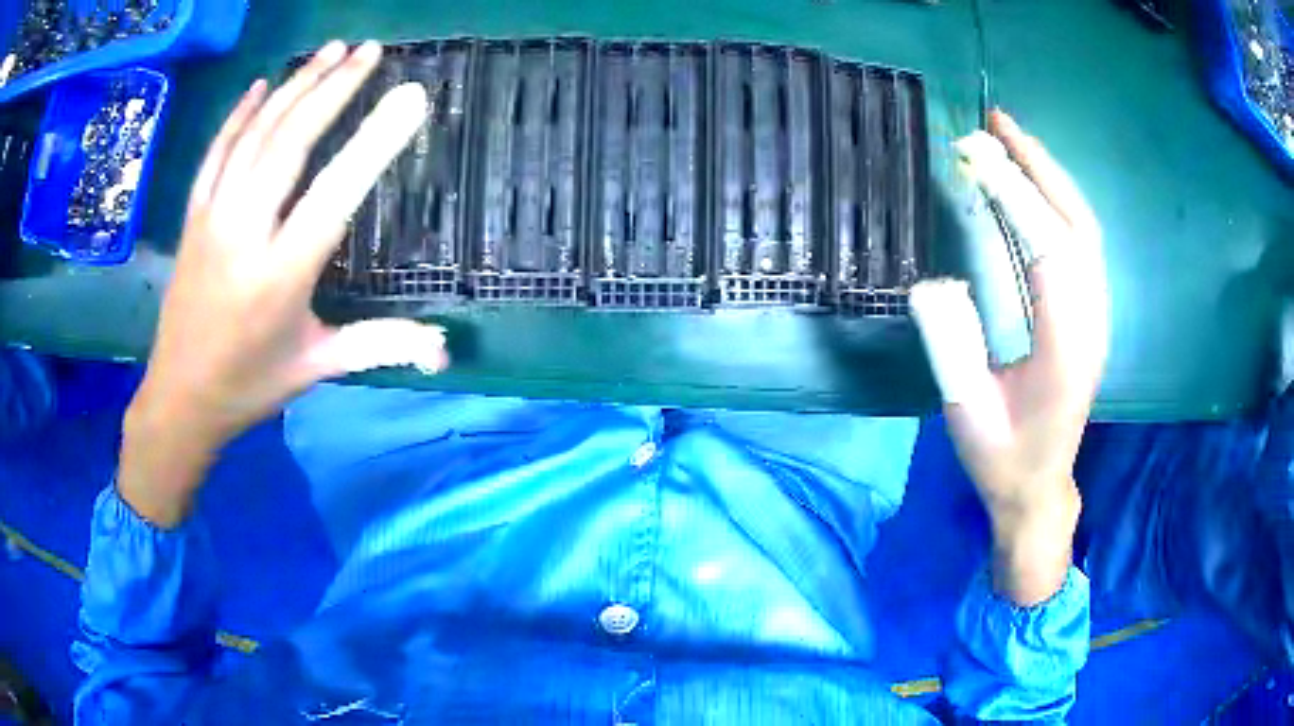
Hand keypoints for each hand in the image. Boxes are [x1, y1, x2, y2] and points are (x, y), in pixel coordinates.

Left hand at [120, 41, 447, 525]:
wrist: (180, 399)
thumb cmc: (250, 384)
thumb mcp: (316, 367)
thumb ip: (379, 345)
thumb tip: (444, 351)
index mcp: (281, 275)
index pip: (335, 193)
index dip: (375, 140)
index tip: (411, 94)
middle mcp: (245, 235)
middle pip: (289, 144)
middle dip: (333, 89)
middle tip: (370, 49)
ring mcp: (213, 219)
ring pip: (254, 138)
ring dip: (294, 87)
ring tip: (331, 50)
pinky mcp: (193, 218)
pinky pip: (215, 153)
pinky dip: (238, 115)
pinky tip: (261, 85)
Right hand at [911, 110, 1108, 604]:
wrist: (1040, 486)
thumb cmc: (1003, 458)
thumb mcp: (966, 415)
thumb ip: (952, 348)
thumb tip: (933, 281)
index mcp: (1065, 351)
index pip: (1051, 254)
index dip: (1017, 198)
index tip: (977, 153)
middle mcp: (1091, 323)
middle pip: (1078, 227)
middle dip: (1040, 168)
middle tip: (998, 123)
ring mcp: (1095, 316)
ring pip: (1083, 229)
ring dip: (1050, 177)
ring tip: (1010, 139)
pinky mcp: (1088, 313)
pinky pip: (1079, 243)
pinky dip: (1055, 202)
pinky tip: (1029, 184)